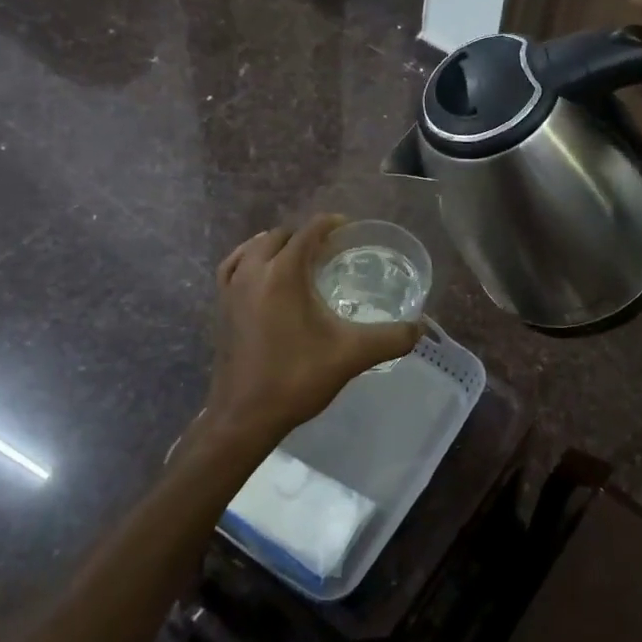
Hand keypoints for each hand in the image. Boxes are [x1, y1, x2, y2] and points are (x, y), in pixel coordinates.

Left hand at [203, 215, 422, 452]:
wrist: (244, 417)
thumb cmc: (296, 378)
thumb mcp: (351, 356)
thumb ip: (390, 338)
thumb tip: (420, 328)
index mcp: (283, 273)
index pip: (308, 232)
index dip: (329, 225)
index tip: (348, 229)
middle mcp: (253, 271)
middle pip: (280, 236)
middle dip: (305, 235)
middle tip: (330, 249)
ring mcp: (231, 289)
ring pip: (253, 248)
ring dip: (277, 245)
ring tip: (298, 258)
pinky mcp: (220, 307)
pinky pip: (233, 267)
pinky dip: (249, 259)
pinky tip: (262, 275)